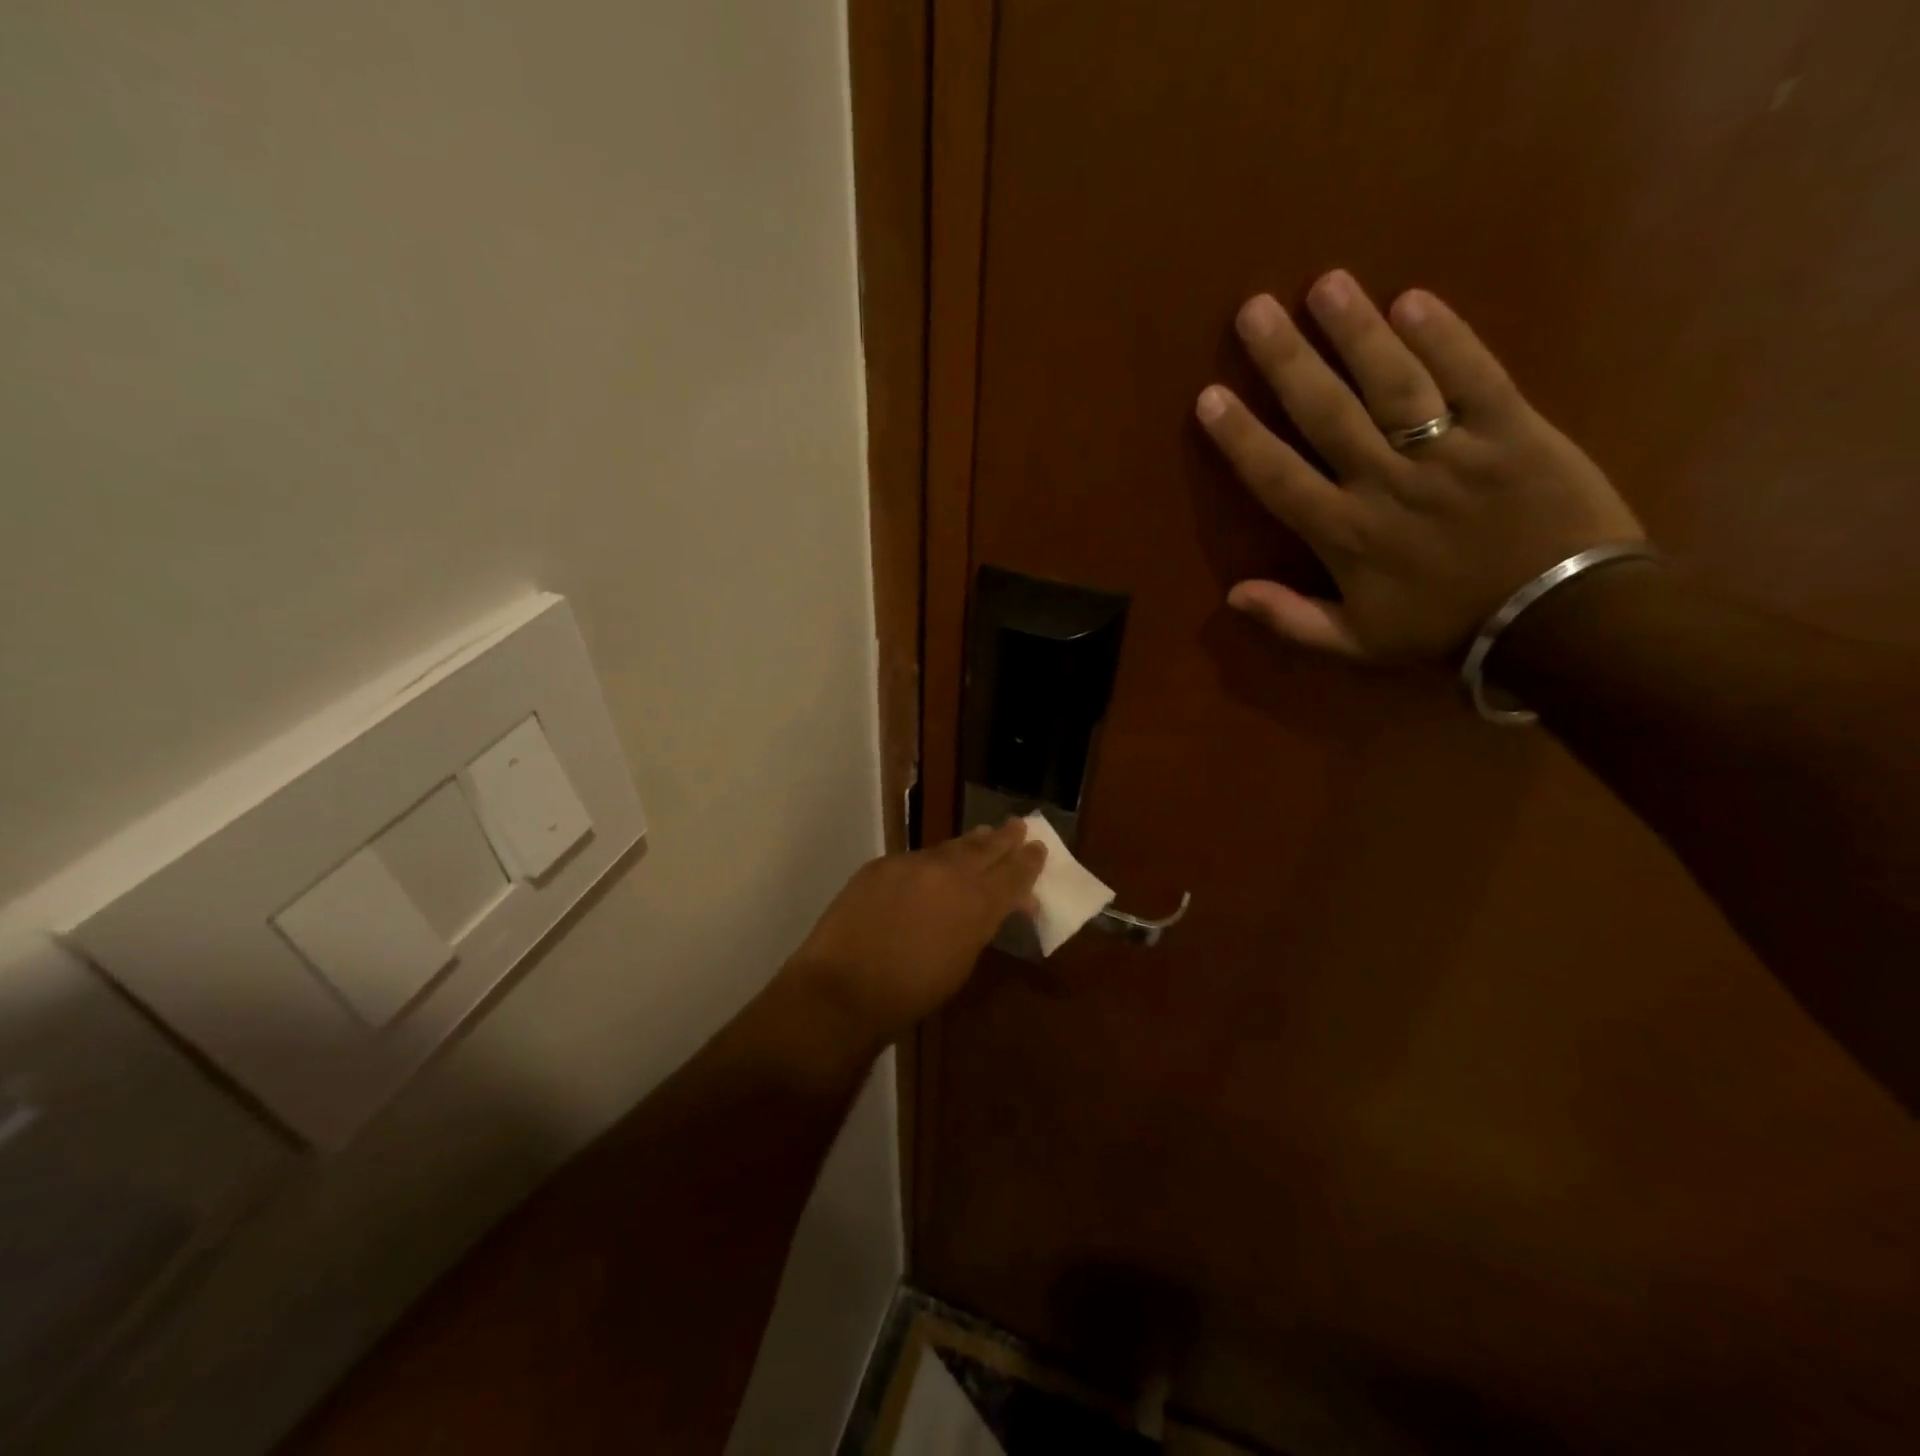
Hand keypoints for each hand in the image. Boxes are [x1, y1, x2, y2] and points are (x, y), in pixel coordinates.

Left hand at [784, 821, 1045, 1048]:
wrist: (842, 989)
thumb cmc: (910, 993)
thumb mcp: (961, 963)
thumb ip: (982, 926)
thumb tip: (999, 906)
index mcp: (976, 904)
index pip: (1012, 875)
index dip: (1028, 862)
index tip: (1039, 849)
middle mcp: (949, 874)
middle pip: (985, 849)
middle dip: (1005, 839)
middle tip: (1020, 826)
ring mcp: (912, 864)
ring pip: (950, 847)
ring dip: (972, 842)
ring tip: (987, 834)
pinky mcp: (882, 865)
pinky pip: (917, 858)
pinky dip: (934, 859)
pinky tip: (937, 862)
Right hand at [1196, 271, 1643, 663]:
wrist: (1559, 622)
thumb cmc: (1446, 630)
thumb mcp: (1357, 644)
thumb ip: (1292, 620)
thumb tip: (1233, 594)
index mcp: (1347, 536)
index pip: (1280, 478)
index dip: (1242, 437)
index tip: (1210, 397)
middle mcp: (1388, 484)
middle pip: (1328, 415)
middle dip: (1287, 361)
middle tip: (1254, 310)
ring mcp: (1452, 452)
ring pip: (1395, 385)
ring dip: (1358, 333)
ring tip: (1326, 284)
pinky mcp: (1513, 430)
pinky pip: (1476, 376)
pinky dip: (1447, 337)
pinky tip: (1414, 299)